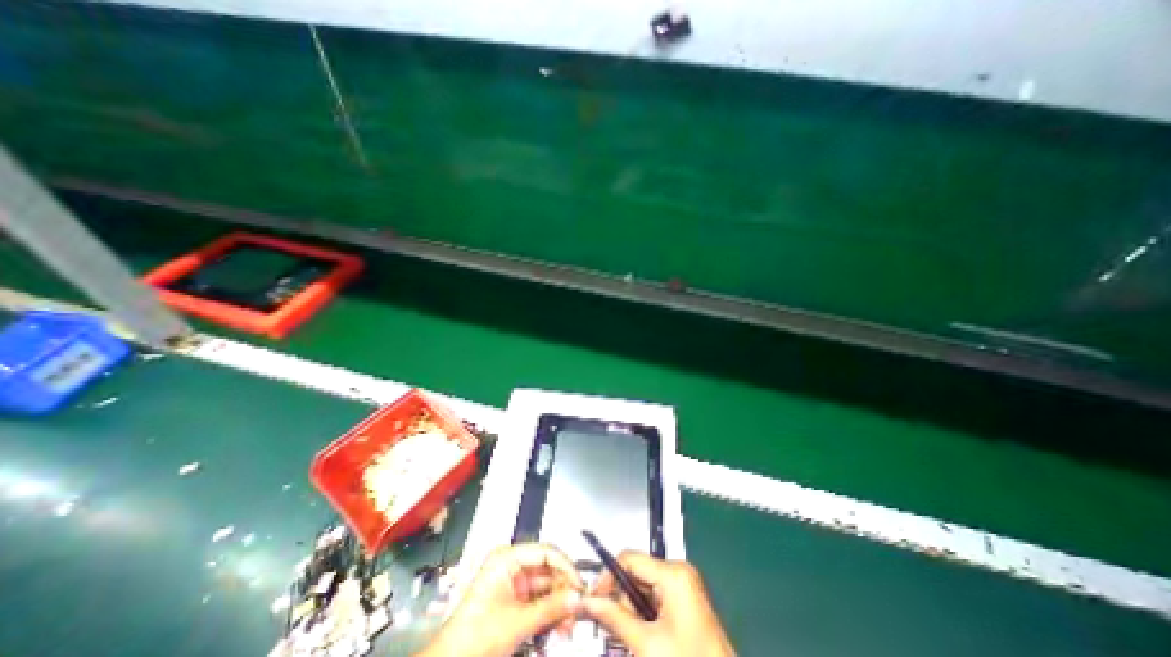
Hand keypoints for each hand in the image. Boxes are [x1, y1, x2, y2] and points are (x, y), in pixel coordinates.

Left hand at [419, 543, 586, 656]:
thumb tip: (577, 597)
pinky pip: (539, 601)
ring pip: (546, 588)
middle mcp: (512, 566)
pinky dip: (550, 614)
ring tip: (567, 626)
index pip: (546, 551)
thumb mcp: (516, 623)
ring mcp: (513, 584)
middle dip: (564, 592)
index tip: (580, 586)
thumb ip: (550, 608)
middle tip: (576, 611)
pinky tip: (558, 629)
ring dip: (559, 606)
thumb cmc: (472, 639)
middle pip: (548, 570)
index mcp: (507, 558)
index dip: (566, 567)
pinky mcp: (514, 601)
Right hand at [584, 556, 733, 656]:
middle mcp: (679, 571)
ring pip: (644, 586)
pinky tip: (641, 634)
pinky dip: (643, 612)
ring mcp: (684, 584)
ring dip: (630, 608)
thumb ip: (615, 618)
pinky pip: (655, 596)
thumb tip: (588, 602)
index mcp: (673, 573)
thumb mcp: (647, 644)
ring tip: (628, 635)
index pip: (629, 559)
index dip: (607, 576)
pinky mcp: (686, 598)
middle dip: (620, 597)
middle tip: (607, 622)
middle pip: (636, 573)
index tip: (592, 598)